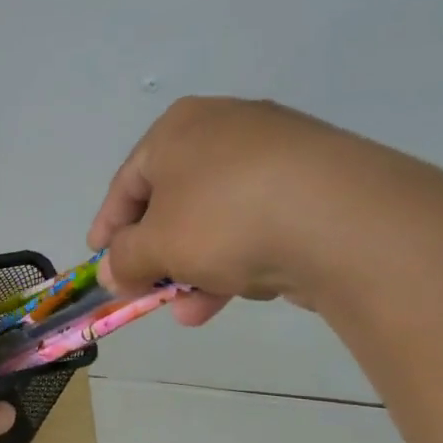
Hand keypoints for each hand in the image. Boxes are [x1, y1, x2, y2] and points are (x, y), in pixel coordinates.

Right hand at [87, 97, 366, 322]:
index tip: (100, 262)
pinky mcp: (319, 182)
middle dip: (159, 257)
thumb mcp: (155, 246)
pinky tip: (242, 291)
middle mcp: (227, 128)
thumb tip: (112, 272)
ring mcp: (279, 153)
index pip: (128, 183)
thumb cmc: (223, 219)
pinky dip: (242, 257)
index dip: (108, 227)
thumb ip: (124, 260)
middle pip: (175, 202)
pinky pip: (260, 222)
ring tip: (191, 313)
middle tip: (148, 292)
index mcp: (179, 128)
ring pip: (218, 218)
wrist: (342, 219)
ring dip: (198, 268)